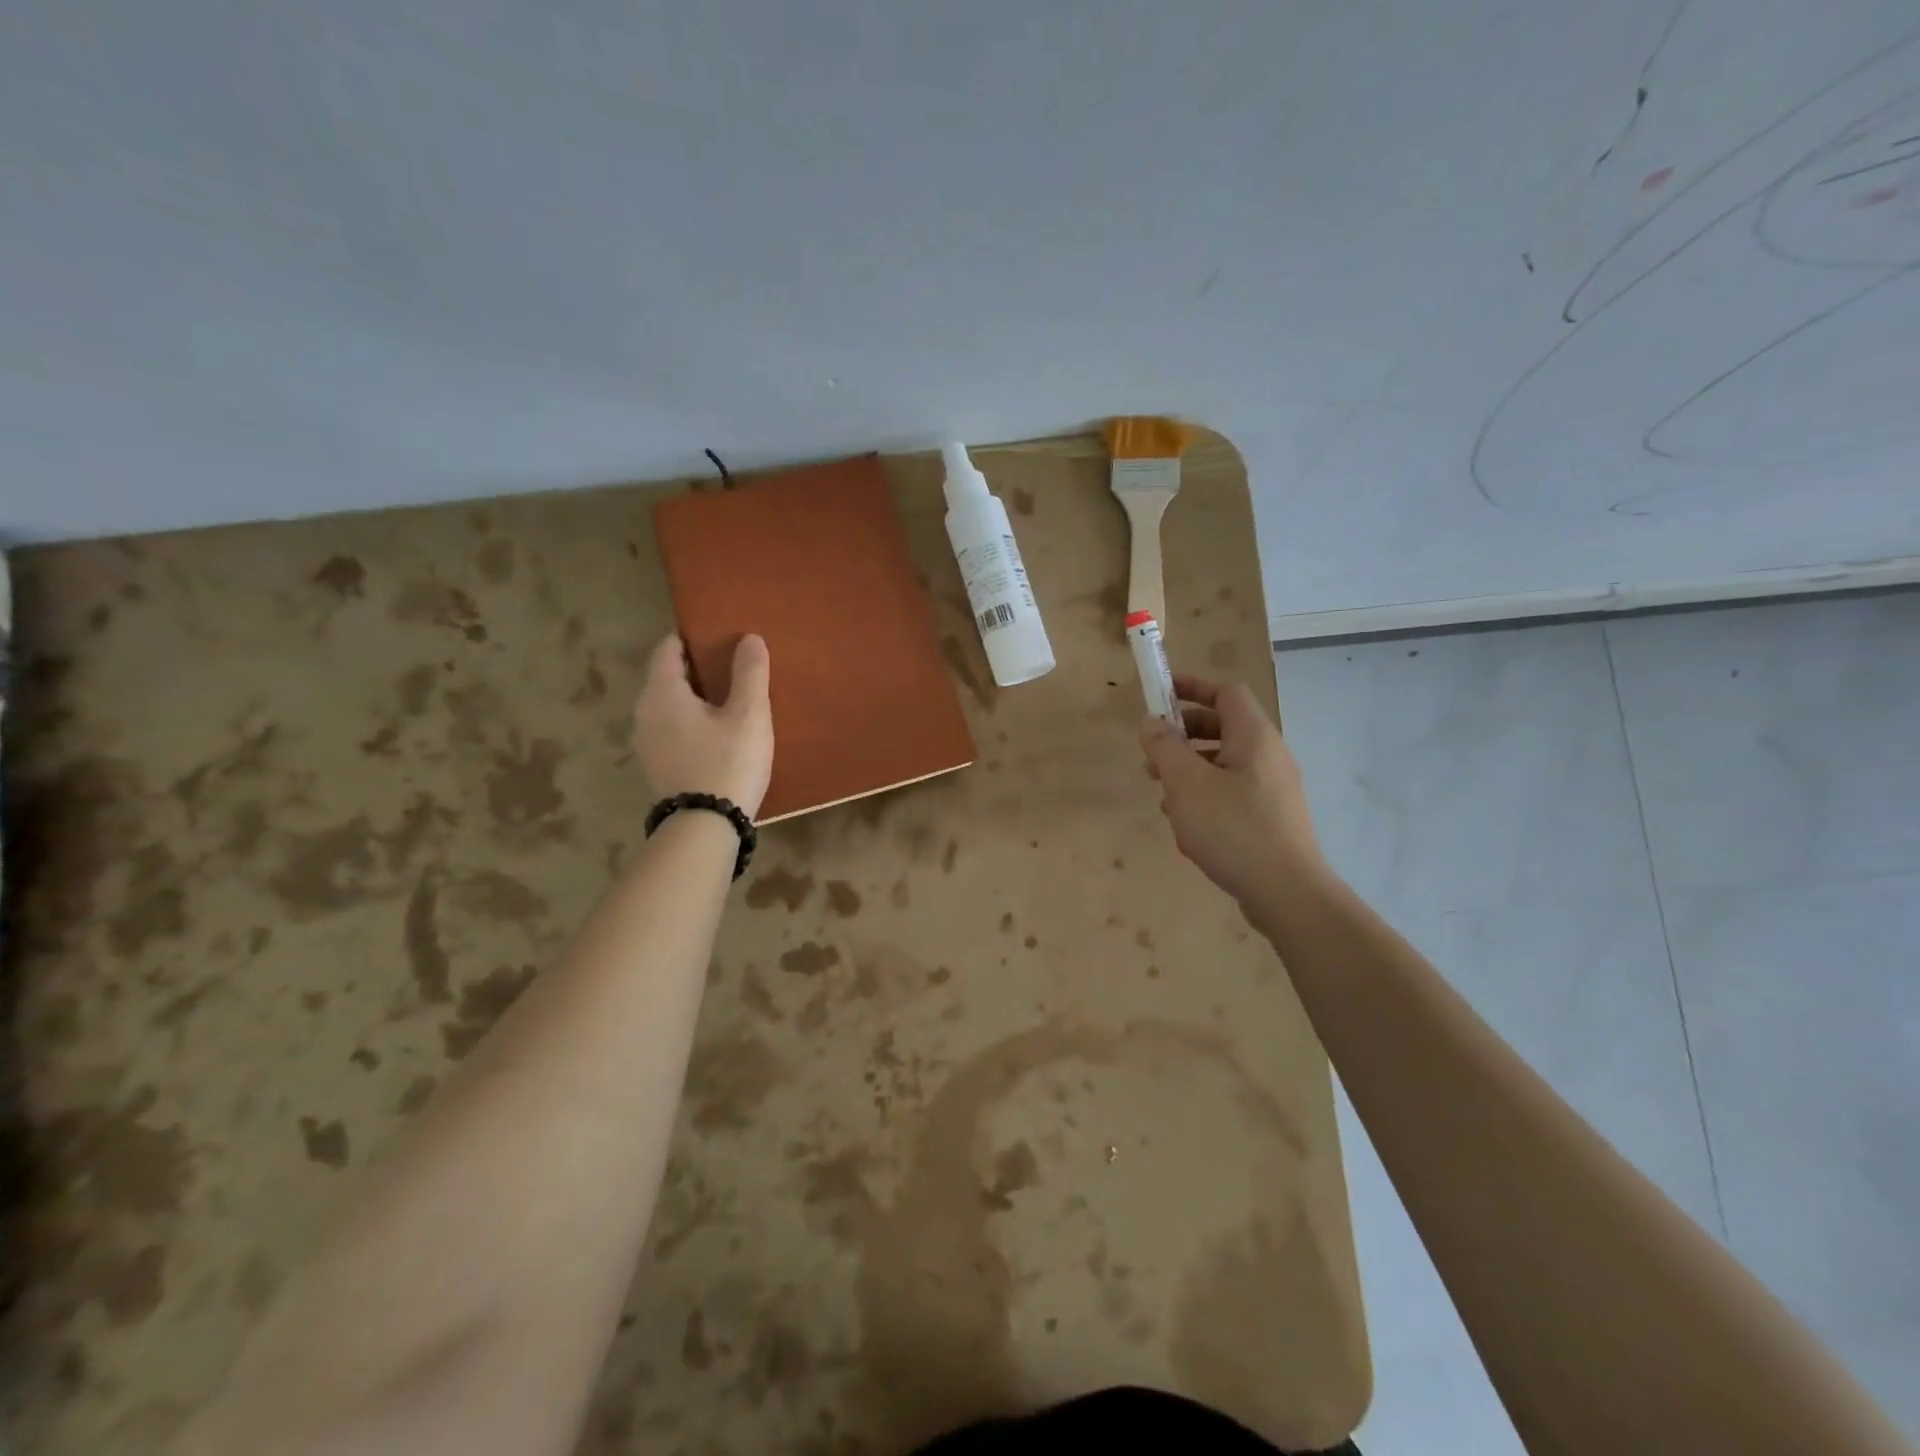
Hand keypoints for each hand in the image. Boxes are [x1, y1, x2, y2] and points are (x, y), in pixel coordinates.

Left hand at [633, 634, 774, 817]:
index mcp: (662, 692)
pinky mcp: (657, 767)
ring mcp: (647, 743)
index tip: (719, 636)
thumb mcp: (749, 714)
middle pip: (667, 677)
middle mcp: (645, 713)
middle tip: (732, 666)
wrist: (706, 827)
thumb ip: (749, 673)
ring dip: (695, 699)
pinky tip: (718, 732)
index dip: (692, 637)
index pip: (668, 648)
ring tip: (730, 699)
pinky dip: (691, 723)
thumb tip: (749, 638)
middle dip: (696, 668)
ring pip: (670, 706)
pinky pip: (673, 730)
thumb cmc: (728, 762)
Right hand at [1139, 673, 1324, 905]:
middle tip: (1152, 754)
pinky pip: (1232, 791)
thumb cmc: (1232, 828)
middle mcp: (1269, 755)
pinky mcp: (1271, 817)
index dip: (1192, 686)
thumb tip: (1152, 722)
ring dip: (1189, 769)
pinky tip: (1186, 824)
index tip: (1159, 694)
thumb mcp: (1185, 783)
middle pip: (1223, 726)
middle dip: (1183, 734)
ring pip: (1224, 762)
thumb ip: (1164, 746)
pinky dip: (1205, 794)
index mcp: (1253, 736)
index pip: (1225, 691)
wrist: (1286, 892)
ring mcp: (1273, 788)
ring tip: (1163, 795)